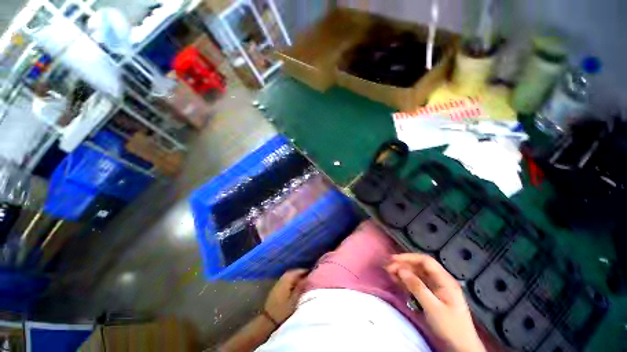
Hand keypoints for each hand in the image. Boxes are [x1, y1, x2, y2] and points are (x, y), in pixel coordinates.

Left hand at [264, 269, 307, 323]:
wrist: (268, 320)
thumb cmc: (282, 311)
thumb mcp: (294, 301)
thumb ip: (300, 288)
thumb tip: (307, 278)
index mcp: (286, 280)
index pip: (297, 271)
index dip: (305, 271)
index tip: (312, 272)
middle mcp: (282, 279)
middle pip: (292, 272)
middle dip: (300, 272)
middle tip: (309, 275)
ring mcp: (278, 283)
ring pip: (289, 275)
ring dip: (296, 276)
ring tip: (304, 279)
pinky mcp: (276, 288)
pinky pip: (286, 279)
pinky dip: (291, 280)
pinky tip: (295, 284)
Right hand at [386, 254, 484, 351]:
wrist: (461, 347)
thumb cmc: (450, 327)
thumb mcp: (433, 307)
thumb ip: (417, 287)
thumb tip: (400, 270)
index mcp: (445, 280)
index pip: (425, 261)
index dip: (408, 257)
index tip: (393, 260)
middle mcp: (440, 281)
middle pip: (419, 267)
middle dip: (403, 265)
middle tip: (388, 268)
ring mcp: (435, 288)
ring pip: (416, 275)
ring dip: (403, 273)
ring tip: (389, 273)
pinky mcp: (431, 296)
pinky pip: (416, 284)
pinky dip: (406, 282)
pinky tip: (396, 281)